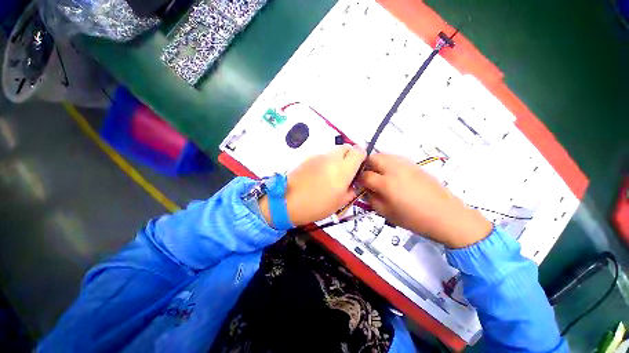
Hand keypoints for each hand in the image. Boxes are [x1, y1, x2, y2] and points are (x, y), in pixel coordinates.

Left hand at [260, 145, 365, 226]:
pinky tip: (318, 174)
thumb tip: (354, 182)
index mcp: (343, 170)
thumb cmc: (316, 206)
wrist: (287, 201)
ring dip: (337, 158)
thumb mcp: (339, 203)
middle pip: (346, 147)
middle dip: (349, 156)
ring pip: (333, 150)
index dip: (361, 157)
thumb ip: (351, 190)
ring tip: (330, 173)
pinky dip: (325, 161)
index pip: (358, 151)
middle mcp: (332, 158)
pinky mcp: (308, 157)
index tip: (358, 167)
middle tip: (345, 170)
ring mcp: (318, 155)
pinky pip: (322, 155)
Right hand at [359, 153, 491, 247]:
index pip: (365, 175)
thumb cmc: (414, 219)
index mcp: (386, 183)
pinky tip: (392, 175)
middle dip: (366, 166)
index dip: (359, 180)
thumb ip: (371, 199)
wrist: (446, 215)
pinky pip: (395, 158)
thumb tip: (366, 190)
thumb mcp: (386, 213)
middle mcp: (394, 169)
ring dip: (376, 163)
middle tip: (367, 177)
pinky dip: (388, 163)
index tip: (359, 185)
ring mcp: (405, 164)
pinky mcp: (414, 164)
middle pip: (373, 158)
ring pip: (384, 155)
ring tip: (379, 175)